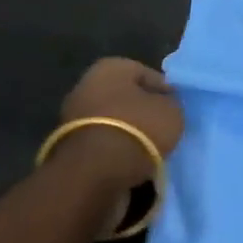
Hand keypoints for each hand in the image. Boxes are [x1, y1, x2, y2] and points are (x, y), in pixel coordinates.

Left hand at [54, 57, 184, 195]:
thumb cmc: (137, 130)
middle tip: (163, 132)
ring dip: (128, 136)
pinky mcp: (66, 149)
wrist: (93, 175)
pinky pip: (101, 147)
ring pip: (112, 124)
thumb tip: (164, 108)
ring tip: (149, 154)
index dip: (165, 93)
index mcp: (111, 67)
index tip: (176, 111)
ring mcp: (72, 118)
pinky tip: (130, 166)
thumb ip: (170, 105)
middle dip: (142, 115)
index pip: (148, 75)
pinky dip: (114, 155)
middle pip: (125, 99)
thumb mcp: (171, 112)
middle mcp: (87, 85)